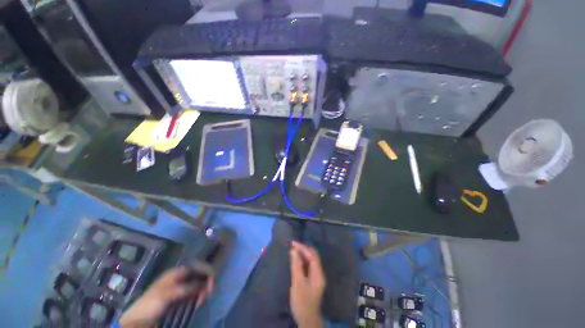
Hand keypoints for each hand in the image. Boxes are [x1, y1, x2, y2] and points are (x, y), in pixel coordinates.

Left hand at [120, 266, 213, 327]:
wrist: (139, 320)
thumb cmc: (152, 303)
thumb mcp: (169, 294)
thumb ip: (187, 287)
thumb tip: (204, 283)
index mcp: (177, 272)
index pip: (197, 266)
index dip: (206, 271)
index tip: (212, 281)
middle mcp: (180, 277)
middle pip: (199, 275)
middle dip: (206, 283)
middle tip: (208, 294)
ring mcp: (180, 287)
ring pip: (198, 285)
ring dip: (202, 291)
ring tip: (201, 302)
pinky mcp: (180, 298)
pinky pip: (194, 294)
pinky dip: (198, 297)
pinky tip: (197, 304)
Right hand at [289, 241, 325, 327]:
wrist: (307, 319)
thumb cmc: (302, 301)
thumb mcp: (297, 283)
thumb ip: (296, 266)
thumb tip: (293, 250)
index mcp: (318, 274)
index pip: (312, 255)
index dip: (303, 248)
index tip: (293, 243)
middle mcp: (319, 273)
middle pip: (313, 256)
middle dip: (304, 249)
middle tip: (293, 245)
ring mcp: (316, 277)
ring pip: (311, 260)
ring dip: (303, 254)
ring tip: (293, 250)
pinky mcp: (312, 280)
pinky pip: (308, 265)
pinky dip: (302, 260)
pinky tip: (296, 260)